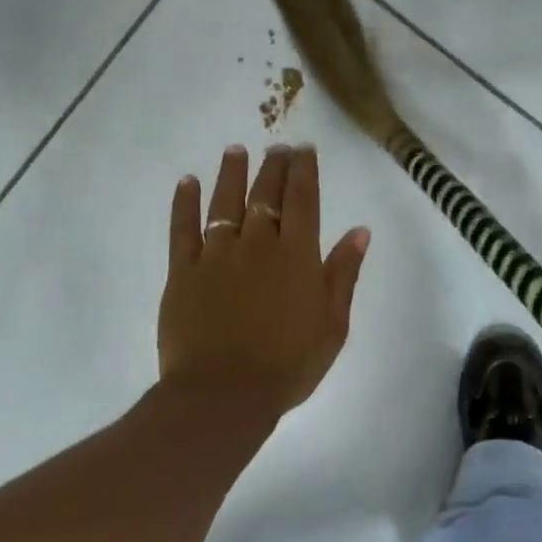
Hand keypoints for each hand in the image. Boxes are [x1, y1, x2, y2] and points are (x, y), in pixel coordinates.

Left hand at [159, 145, 369, 421]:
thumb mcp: (332, 324)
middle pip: (266, 195)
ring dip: (231, 174)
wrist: (224, 395)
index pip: (303, 199)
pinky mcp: (182, 272)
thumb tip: (359, 231)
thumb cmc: (289, 365)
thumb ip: (343, 274)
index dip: (304, 171)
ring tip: (235, 150)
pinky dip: (184, 203)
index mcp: (297, 255)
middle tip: (276, 146)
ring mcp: (216, 255)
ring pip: (224, 202)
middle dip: (273, 166)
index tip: (304, 149)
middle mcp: (257, 244)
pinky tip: (186, 182)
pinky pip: (182, 229)